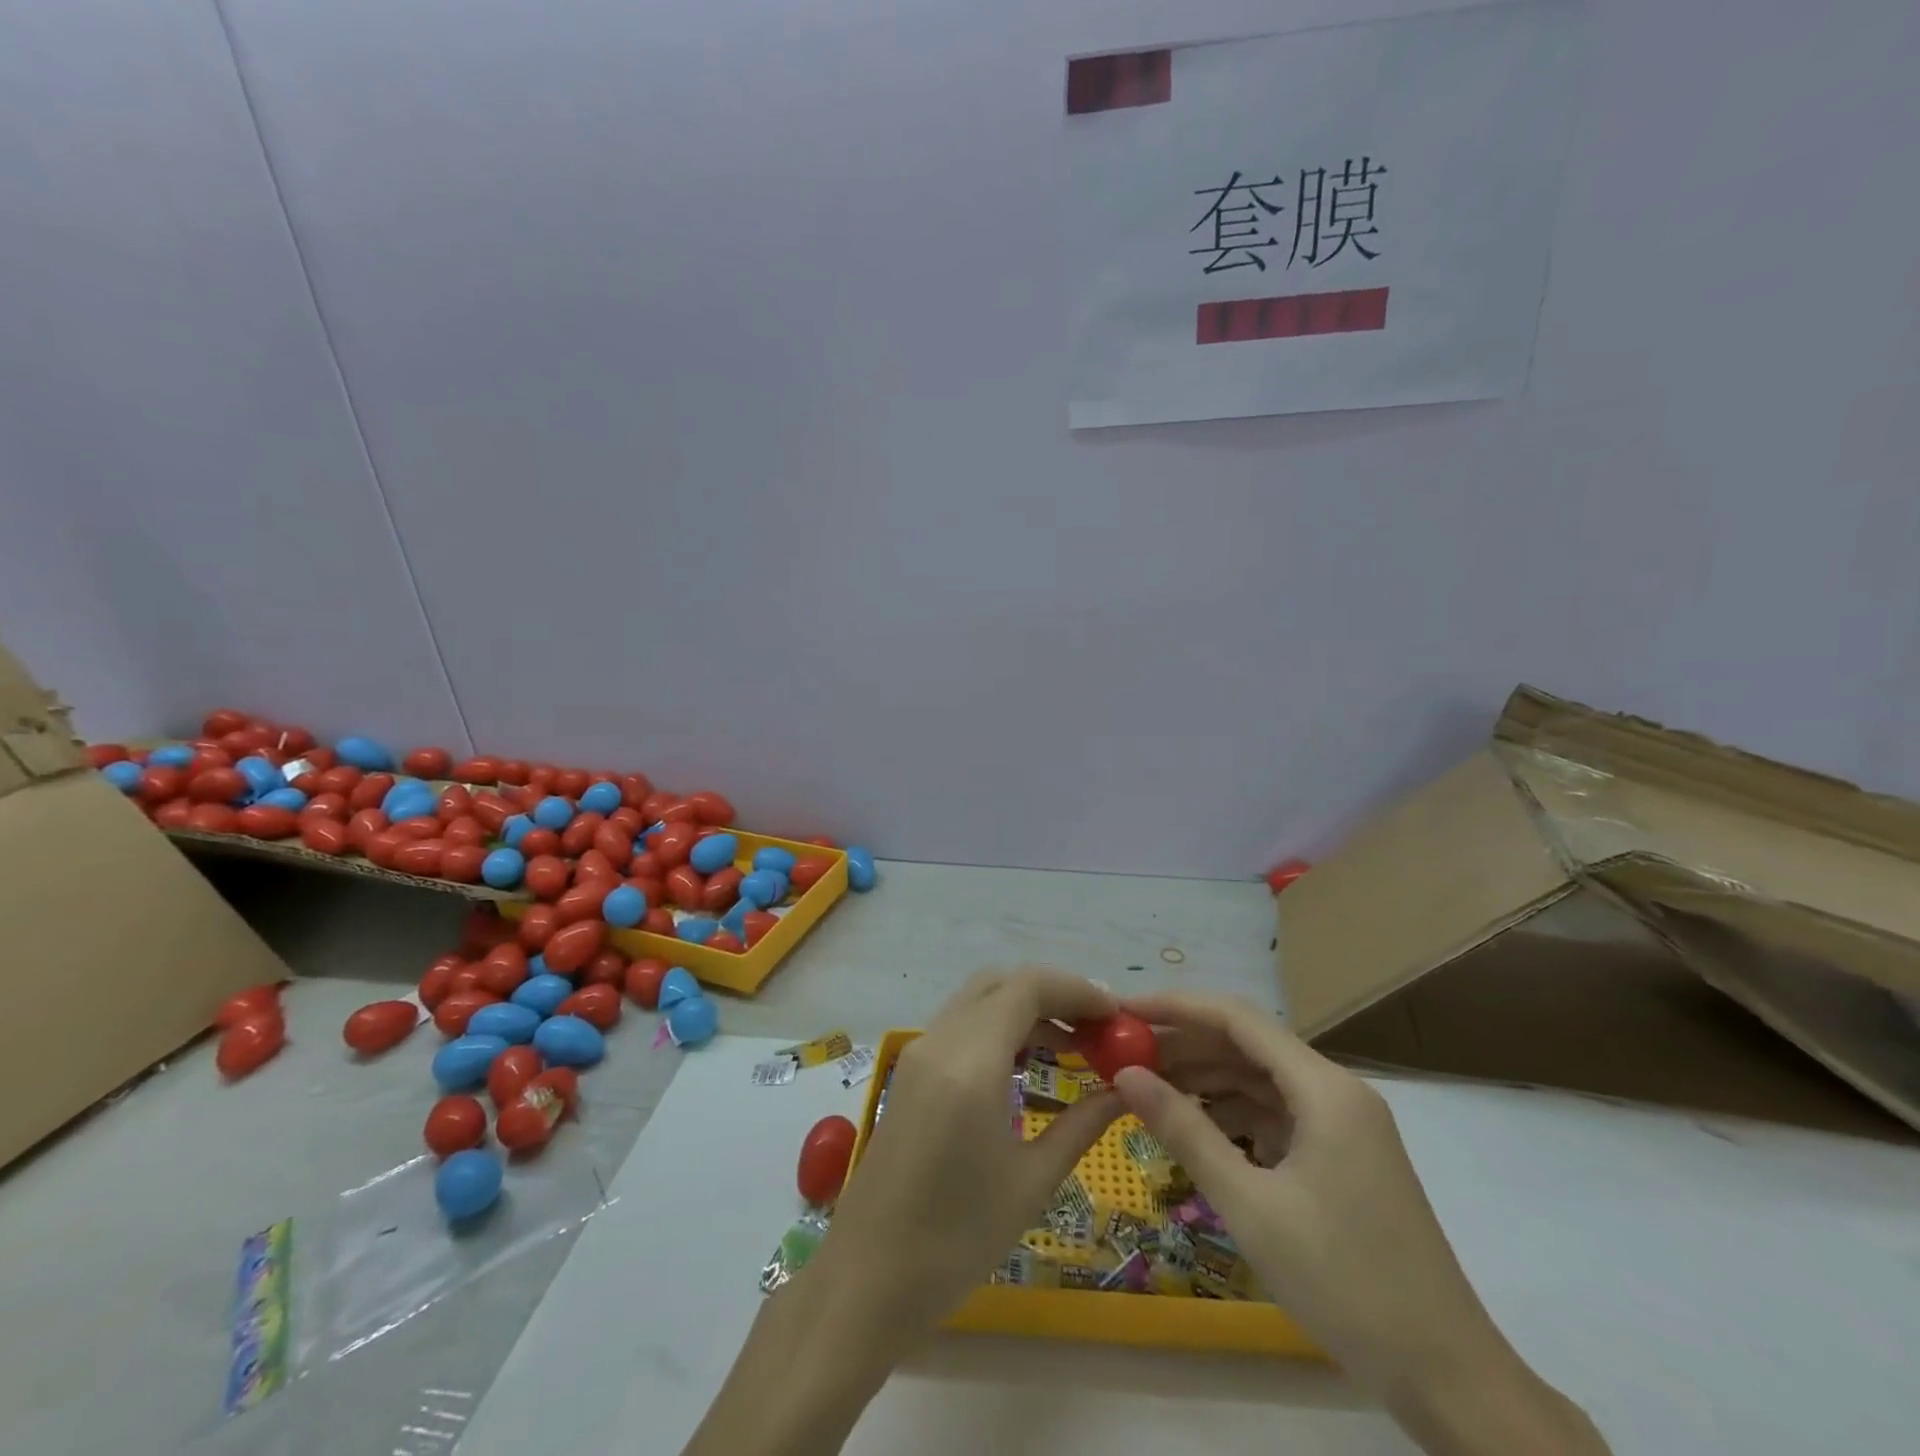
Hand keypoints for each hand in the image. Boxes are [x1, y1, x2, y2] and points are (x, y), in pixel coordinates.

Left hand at [684, 969, 1122, 1455]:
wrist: (867, 1278)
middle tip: (1096, 1028)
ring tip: (1073, 1046)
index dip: (1077, 990)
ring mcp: (919, 1052)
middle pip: (1001, 982)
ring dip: (1025, 1008)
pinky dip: (999, 1026)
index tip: (1117, 1014)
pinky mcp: (910, 1070)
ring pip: (978, 999)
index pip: (1028, 987)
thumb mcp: (1031, 1182)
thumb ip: (1082, 1124)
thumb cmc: (956, 1239)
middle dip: (1053, 994)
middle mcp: (940, 1040)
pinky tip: (1028, 1064)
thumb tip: (1126, 1090)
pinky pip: (961, 1024)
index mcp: (970, 1062)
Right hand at [1114, 992, 1609, 1455]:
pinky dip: (1233, 1113)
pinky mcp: (1343, 1155)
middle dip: (1184, 1044)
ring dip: (1205, 1079)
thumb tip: (1125, 1074)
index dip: (1176, 1006)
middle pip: (1247, 1044)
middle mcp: (1336, 1090)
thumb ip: (1184, 1130)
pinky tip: (1195, 1127)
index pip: (1236, 1018)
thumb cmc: (1345, 1284)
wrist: (1448, 1378)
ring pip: (1259, 1079)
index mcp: (1323, 1088)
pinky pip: (1276, 1113)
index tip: (1123, 1011)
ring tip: (1147, 1088)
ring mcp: (1343, 1123)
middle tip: (1124, 1055)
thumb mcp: (1250, 1205)